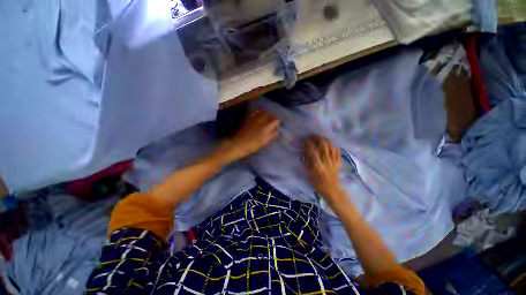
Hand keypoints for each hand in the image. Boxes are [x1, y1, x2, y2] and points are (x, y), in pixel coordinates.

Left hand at [219, 109, 279, 161]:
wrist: (239, 144)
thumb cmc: (252, 146)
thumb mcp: (264, 142)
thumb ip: (272, 135)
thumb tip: (277, 131)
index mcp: (266, 128)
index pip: (276, 121)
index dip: (277, 124)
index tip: (276, 128)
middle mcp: (261, 121)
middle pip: (270, 115)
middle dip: (272, 118)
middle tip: (271, 123)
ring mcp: (255, 119)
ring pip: (263, 112)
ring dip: (266, 115)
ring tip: (266, 119)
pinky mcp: (249, 118)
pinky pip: (256, 113)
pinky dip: (259, 113)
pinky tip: (259, 117)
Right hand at [303, 136, 343, 202]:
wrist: (332, 190)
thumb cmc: (318, 184)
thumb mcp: (309, 174)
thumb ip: (307, 162)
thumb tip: (305, 151)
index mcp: (318, 167)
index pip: (313, 152)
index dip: (308, 144)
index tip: (305, 140)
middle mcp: (326, 162)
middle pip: (323, 146)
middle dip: (317, 139)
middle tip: (312, 136)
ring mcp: (334, 162)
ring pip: (331, 147)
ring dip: (325, 140)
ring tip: (320, 137)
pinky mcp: (338, 162)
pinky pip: (337, 151)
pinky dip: (333, 145)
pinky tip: (329, 142)